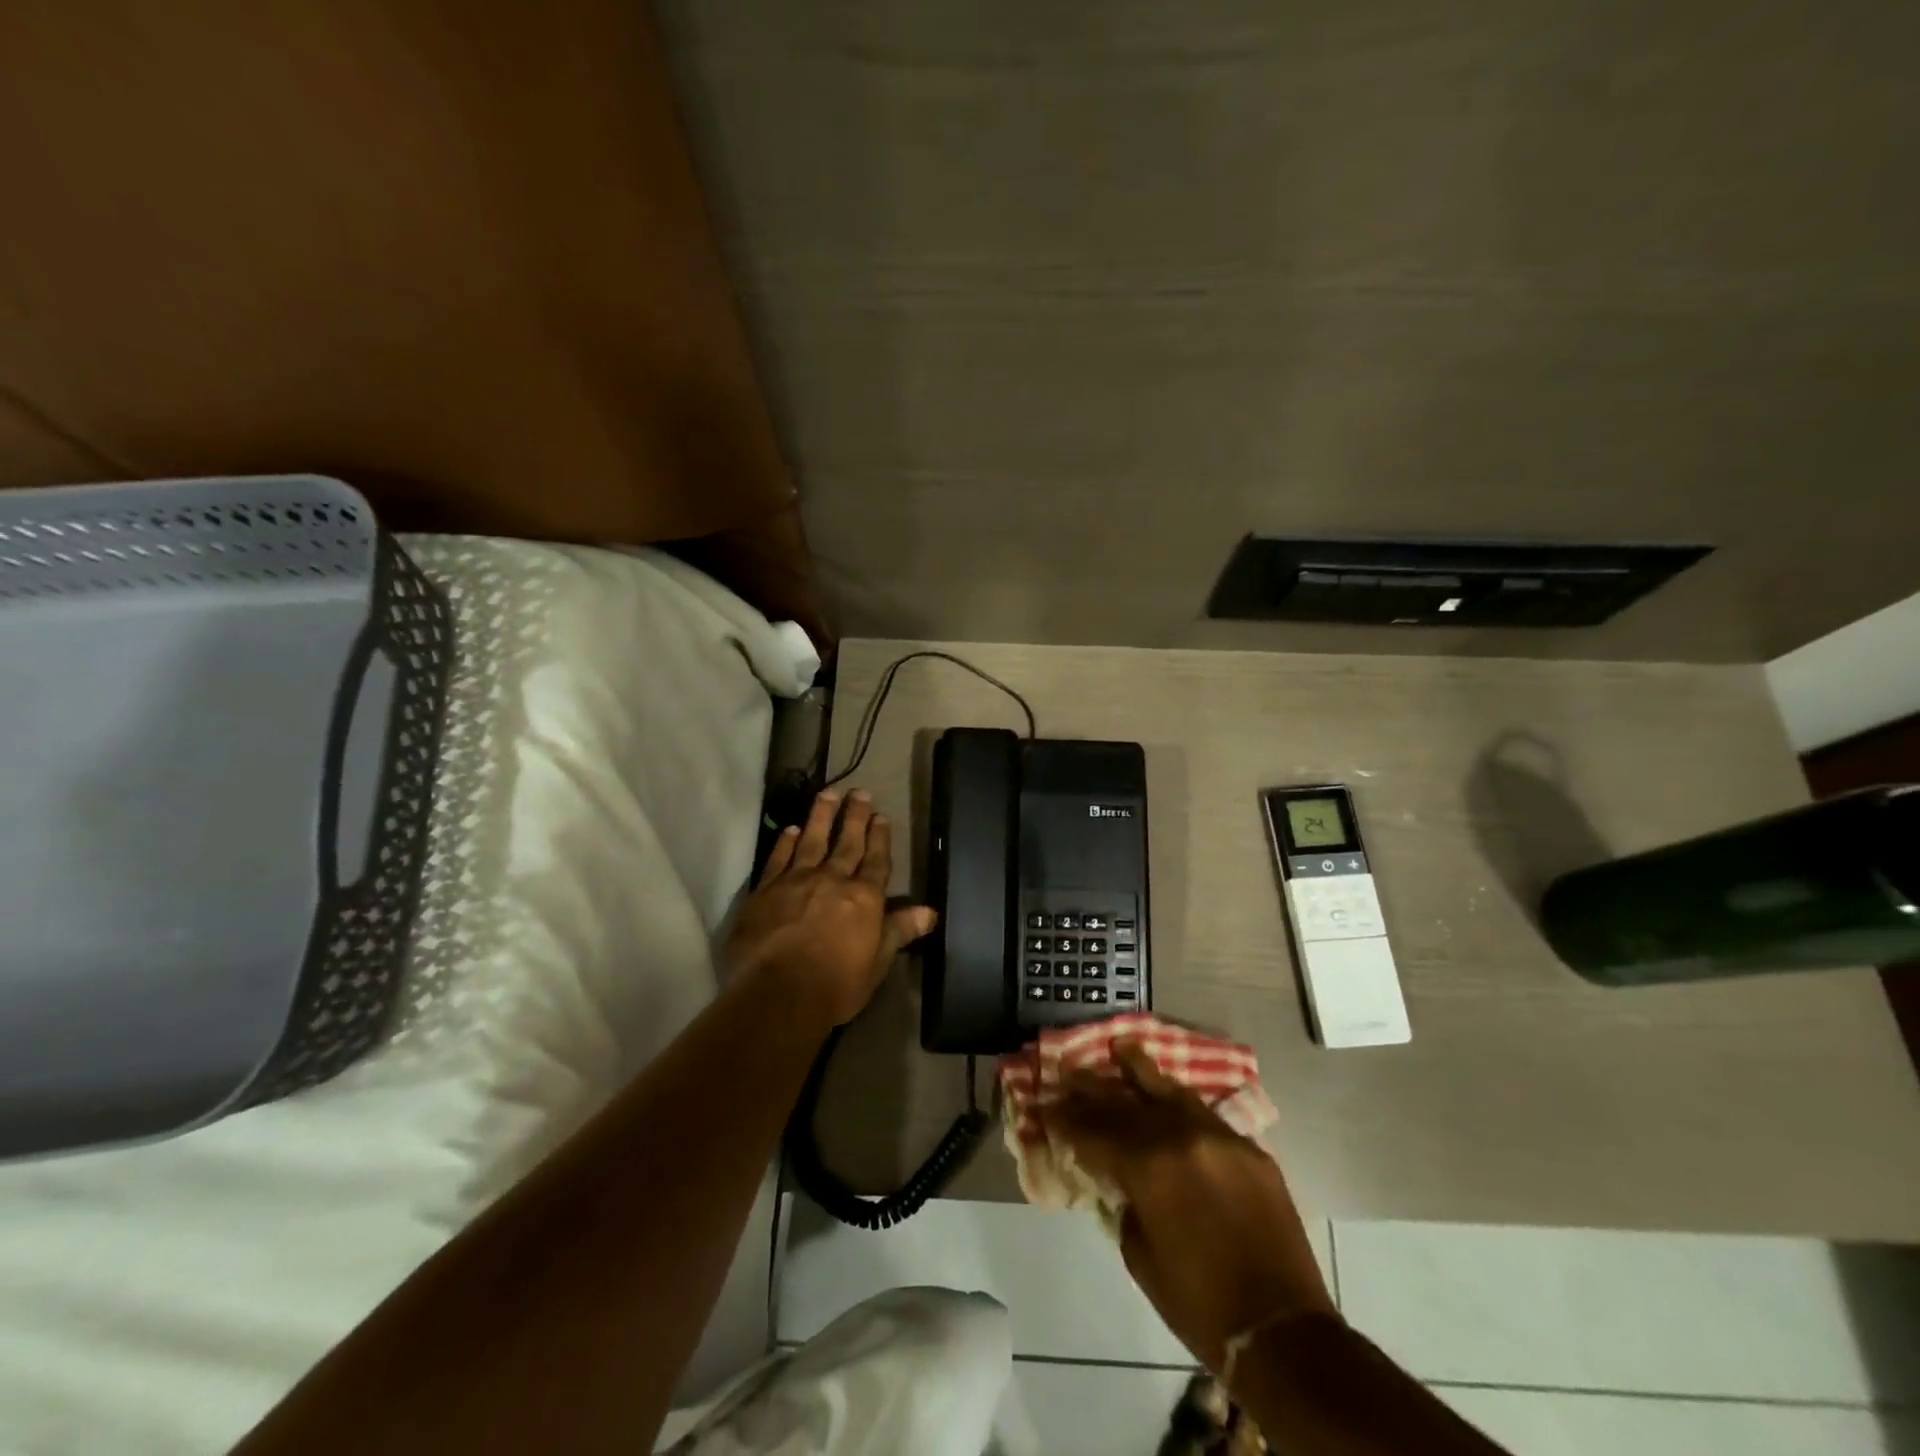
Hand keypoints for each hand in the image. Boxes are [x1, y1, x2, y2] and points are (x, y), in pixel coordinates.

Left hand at [725, 788, 936, 1027]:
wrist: (777, 994)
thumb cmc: (835, 986)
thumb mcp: (877, 963)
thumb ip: (899, 931)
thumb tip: (930, 911)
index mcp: (864, 898)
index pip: (876, 861)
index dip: (880, 837)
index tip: (882, 815)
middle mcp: (832, 880)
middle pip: (847, 842)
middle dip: (855, 816)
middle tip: (860, 792)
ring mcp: (796, 882)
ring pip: (812, 840)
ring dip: (821, 816)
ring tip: (828, 793)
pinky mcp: (765, 890)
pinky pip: (778, 858)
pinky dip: (785, 842)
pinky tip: (791, 829)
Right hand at [1042, 1042, 1335, 1369]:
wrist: (1282, 1331)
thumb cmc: (1199, 1304)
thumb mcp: (1141, 1256)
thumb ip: (1126, 1203)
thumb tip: (1121, 1179)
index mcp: (1149, 1167)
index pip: (1095, 1133)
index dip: (1067, 1121)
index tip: (1047, 1107)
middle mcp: (1182, 1137)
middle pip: (1126, 1104)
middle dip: (1093, 1090)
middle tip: (1069, 1073)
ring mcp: (1219, 1137)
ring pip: (1169, 1092)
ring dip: (1140, 1070)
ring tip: (1120, 1047)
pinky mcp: (1248, 1148)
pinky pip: (1204, 1114)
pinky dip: (1179, 1101)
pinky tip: (1167, 1091)